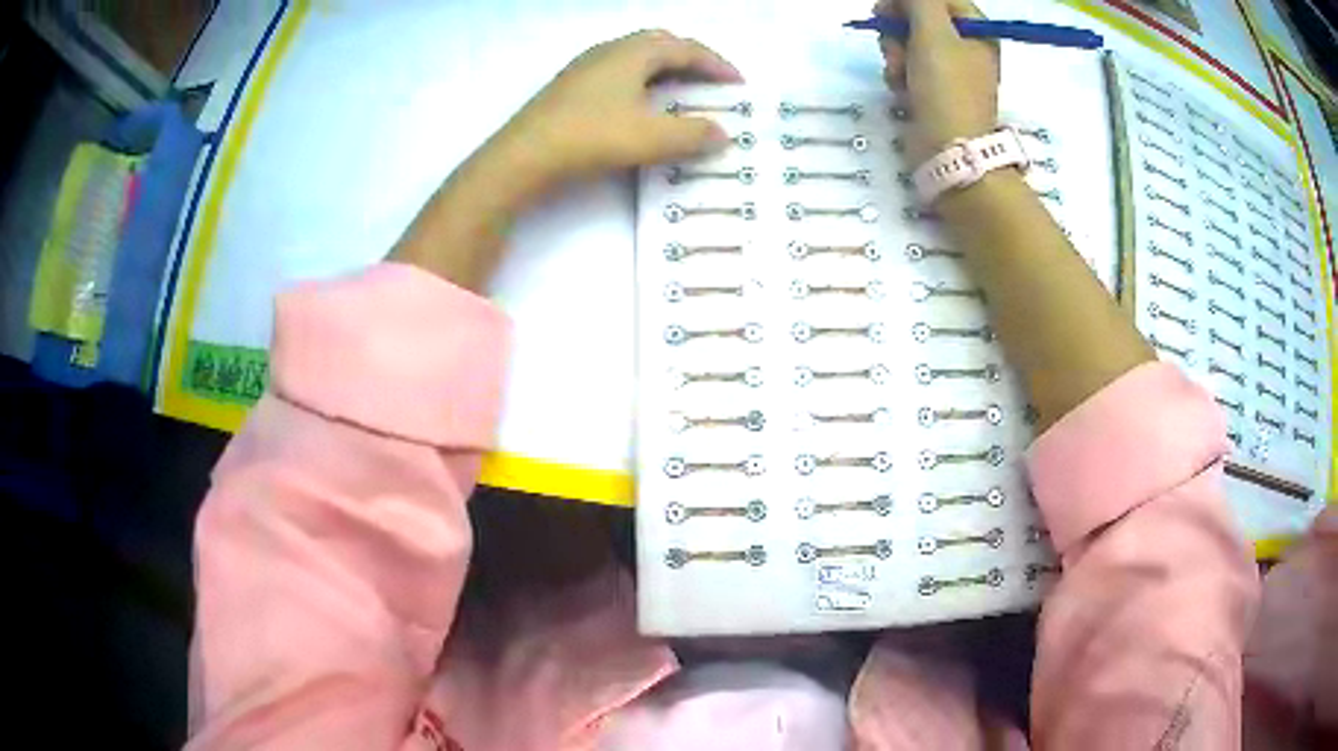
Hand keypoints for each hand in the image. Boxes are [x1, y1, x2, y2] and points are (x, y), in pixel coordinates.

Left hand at [495, 29, 742, 189]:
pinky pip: (618, 72)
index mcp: (633, 53)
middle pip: (659, 44)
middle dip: (690, 59)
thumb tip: (722, 134)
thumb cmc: (590, 138)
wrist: (522, 157)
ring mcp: (585, 67)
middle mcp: (609, 51)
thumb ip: (692, 135)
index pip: (685, 48)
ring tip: (680, 92)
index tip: (738, 83)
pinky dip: (641, 81)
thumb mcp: (650, 139)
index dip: (716, 64)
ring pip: (635, 57)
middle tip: (710, 81)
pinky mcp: (570, 87)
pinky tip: (639, 105)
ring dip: (664, 69)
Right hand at [875, 0, 999, 164]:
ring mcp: (951, 70)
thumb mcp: (932, 32)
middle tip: (891, 43)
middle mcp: (967, 47)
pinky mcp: (935, 91)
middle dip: (899, 30)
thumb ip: (917, 0)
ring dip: (895, 53)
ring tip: (898, 73)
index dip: (909, 1)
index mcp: (976, 31)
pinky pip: (910, 67)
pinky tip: (900, 88)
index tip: (886, 9)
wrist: (950, 150)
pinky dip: (900, 74)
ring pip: (910, 43)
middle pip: (921, 18)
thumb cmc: (947, 87)